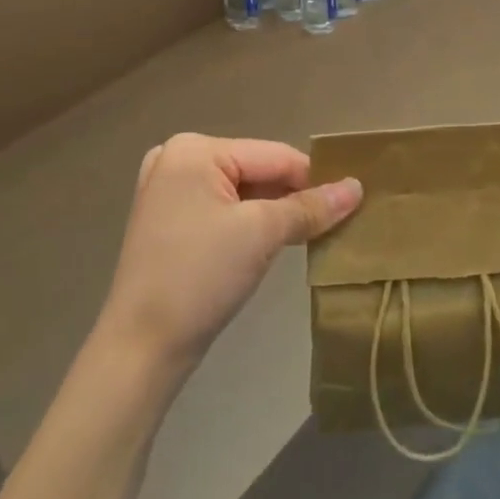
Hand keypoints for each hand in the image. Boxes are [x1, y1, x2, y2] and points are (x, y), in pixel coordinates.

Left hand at [98, 133, 362, 376]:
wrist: (141, 349)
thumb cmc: (200, 276)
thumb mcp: (262, 234)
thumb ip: (311, 207)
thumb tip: (357, 188)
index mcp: (194, 149)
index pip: (275, 155)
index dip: (316, 178)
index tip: (353, 202)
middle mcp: (177, 159)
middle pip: (258, 170)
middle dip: (295, 197)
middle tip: (336, 222)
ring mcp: (169, 191)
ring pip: (243, 192)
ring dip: (276, 212)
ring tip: (315, 233)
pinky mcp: (170, 222)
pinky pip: (224, 210)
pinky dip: (252, 224)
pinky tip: (278, 242)